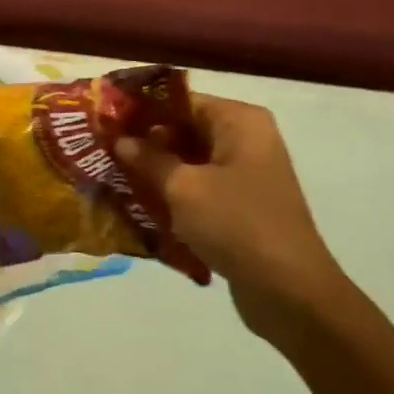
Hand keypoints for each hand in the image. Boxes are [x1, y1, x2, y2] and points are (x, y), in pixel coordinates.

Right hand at [118, 95, 349, 341]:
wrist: (291, 293)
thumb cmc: (237, 225)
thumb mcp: (183, 188)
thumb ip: (148, 159)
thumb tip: (120, 140)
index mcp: (238, 121)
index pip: (180, 100)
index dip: (141, 109)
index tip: (104, 120)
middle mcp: (246, 139)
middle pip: (184, 128)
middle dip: (145, 141)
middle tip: (102, 149)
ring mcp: (246, 173)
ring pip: (189, 160)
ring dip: (156, 169)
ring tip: (113, 175)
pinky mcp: (241, 204)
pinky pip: (199, 186)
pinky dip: (173, 193)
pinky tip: (139, 203)